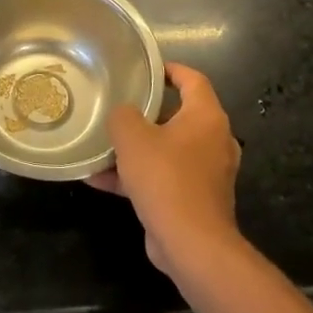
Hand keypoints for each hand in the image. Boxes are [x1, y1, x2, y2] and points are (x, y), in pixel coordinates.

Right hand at [88, 63, 242, 276]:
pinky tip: (99, 181)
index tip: (145, 68)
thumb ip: (123, 116)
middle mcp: (213, 141)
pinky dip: (136, 177)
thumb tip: (123, 114)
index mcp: (206, 118)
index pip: (193, 79)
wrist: (191, 244)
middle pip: (178, 115)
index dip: (169, 69)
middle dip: (146, 112)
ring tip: (102, 146)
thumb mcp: (132, 137)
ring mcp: (207, 173)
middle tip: (119, 106)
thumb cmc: (165, 178)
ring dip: (136, 149)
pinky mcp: (195, 199)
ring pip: (167, 149)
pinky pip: (163, 178)